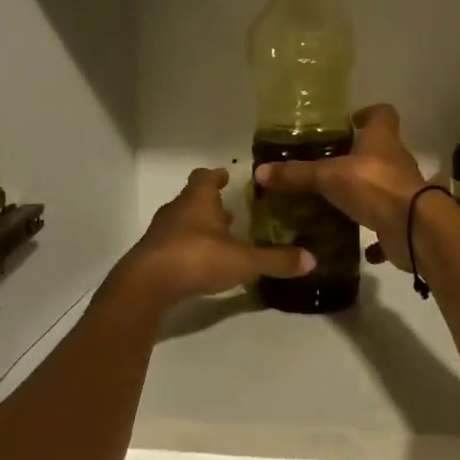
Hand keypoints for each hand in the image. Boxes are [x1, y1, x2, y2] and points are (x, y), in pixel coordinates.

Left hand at [115, 167, 313, 306]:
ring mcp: (161, 233)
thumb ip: (276, 260)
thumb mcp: (243, 261)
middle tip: (230, 211)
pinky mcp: (152, 256)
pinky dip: (187, 248)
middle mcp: (177, 210)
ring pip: (182, 222)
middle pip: (192, 199)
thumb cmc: (197, 257)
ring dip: (199, 227)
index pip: (205, 177)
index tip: (226, 175)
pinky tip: (200, 263)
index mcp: (198, 200)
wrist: (147, 284)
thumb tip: (312, 260)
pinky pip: (173, 245)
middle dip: (210, 204)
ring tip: (219, 238)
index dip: (216, 176)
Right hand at [254, 105, 429, 270]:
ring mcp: (403, 191)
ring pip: (382, 186)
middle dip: (358, 156)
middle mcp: (396, 161)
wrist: (414, 229)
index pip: (382, 114)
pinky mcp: (404, 219)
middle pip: (380, 150)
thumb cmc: (374, 186)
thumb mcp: (329, 177)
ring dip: (364, 193)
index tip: (350, 121)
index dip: (367, 114)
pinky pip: (386, 222)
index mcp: (382, 139)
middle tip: (328, 164)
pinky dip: (374, 232)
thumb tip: (260, 171)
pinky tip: (356, 242)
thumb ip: (297, 174)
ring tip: (335, 201)